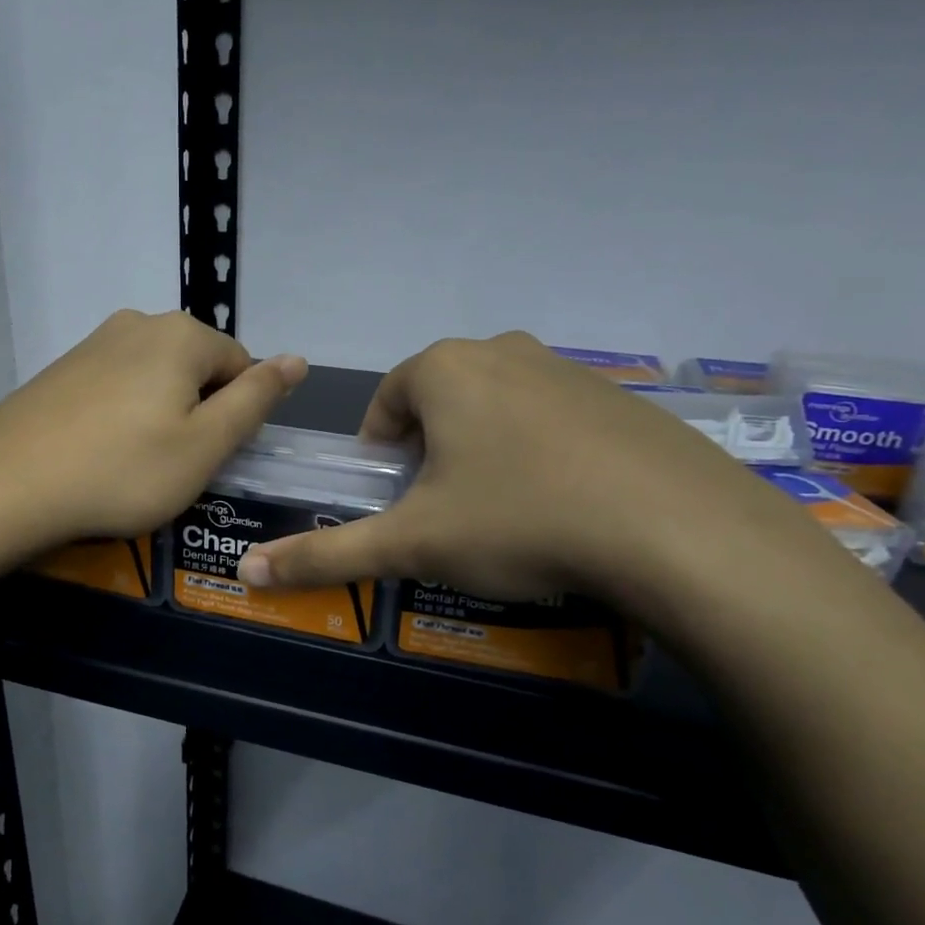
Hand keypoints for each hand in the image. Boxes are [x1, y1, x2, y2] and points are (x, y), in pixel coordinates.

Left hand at [0, 309, 307, 552]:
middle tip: (174, 467)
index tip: (210, 459)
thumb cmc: (122, 471)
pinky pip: (116, 388)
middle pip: (198, 370)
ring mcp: (94, 342)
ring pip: (155, 380)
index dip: (236, 418)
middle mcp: (139, 322)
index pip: (242, 367)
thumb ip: (256, 399)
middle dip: (198, 414)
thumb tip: (298, 359)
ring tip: (135, 466)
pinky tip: (100, 454)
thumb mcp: (205, 445)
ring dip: (160, 418)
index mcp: (182, 334)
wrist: (5, 486)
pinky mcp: (62, 368)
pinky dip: (122, 418)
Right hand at [234, 332, 827, 616]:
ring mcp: (569, 369)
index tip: (396, 500)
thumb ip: (326, 556)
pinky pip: (555, 421)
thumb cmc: (519, 521)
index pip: (387, 402)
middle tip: (445, 513)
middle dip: (431, 454)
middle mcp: (503, 351)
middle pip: (441, 402)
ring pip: (499, 409)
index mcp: (444, 369)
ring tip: (504, 516)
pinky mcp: (622, 398)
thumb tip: (247, 573)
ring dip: (484, 453)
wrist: (678, 531)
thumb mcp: (413, 544)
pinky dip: (542, 455)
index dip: (381, 454)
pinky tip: (565, 507)